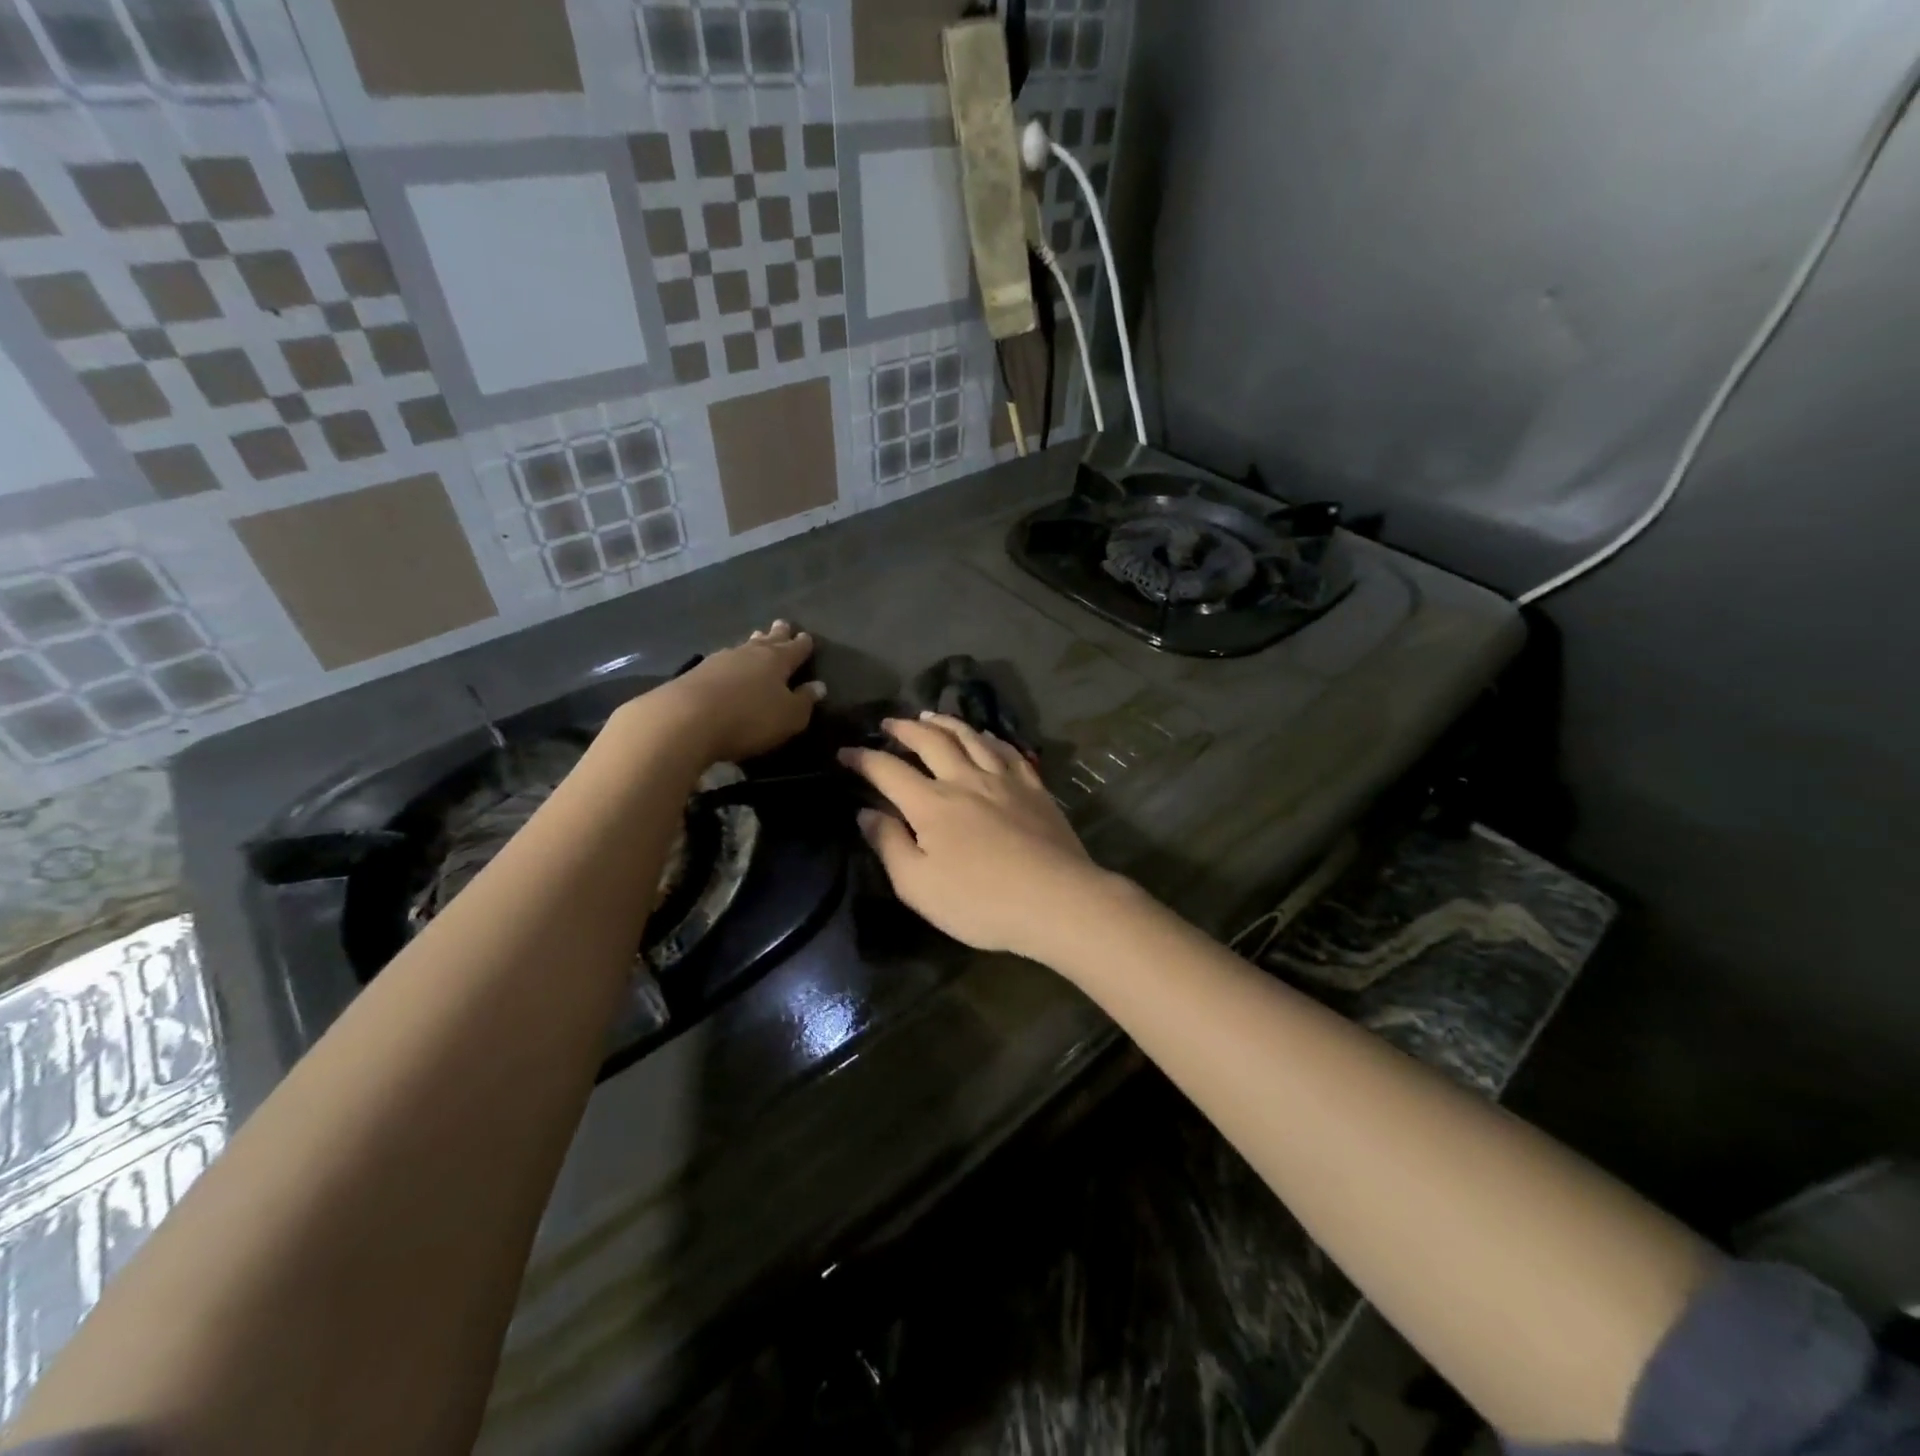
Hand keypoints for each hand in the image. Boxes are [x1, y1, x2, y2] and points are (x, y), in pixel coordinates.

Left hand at [645, 621, 825, 764]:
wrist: (685, 719)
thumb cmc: (749, 718)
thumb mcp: (789, 717)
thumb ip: (805, 701)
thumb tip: (818, 686)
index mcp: (777, 660)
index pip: (795, 649)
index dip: (803, 644)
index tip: (807, 637)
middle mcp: (749, 653)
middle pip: (767, 640)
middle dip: (777, 634)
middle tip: (782, 624)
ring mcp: (719, 660)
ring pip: (742, 648)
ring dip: (751, 644)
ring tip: (756, 639)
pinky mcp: (695, 673)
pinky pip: (721, 662)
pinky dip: (730, 663)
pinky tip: (727, 665)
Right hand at [840, 713, 1115, 960]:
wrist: (1056, 900)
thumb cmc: (980, 902)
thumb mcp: (918, 886)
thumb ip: (889, 845)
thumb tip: (865, 812)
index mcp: (931, 804)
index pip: (888, 770)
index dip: (863, 758)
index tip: (845, 752)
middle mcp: (965, 780)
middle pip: (930, 741)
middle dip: (904, 728)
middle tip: (889, 723)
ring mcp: (1003, 779)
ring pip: (970, 737)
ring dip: (945, 722)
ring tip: (930, 716)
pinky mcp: (1034, 787)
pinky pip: (1007, 750)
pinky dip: (989, 738)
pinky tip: (984, 737)